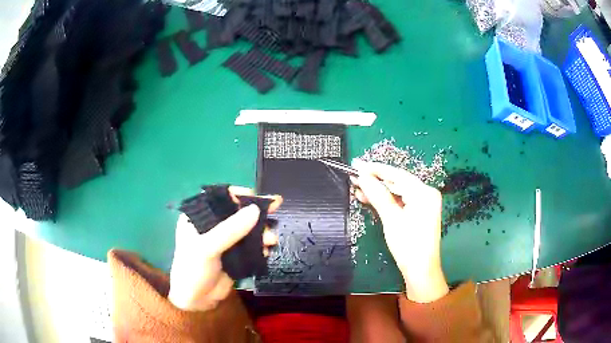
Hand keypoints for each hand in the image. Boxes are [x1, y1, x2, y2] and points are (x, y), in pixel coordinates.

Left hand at [168, 186, 281, 310]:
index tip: (256, 197)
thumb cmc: (193, 269)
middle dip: (256, 212)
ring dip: (261, 232)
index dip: (239, 194)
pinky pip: (251, 245)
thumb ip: (231, 229)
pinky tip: (267, 251)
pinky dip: (261, 246)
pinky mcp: (235, 255)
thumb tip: (255, 210)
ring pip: (247, 229)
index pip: (220, 197)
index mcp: (199, 217)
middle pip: (237, 212)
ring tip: (271, 239)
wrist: (196, 300)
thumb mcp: (207, 247)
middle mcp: (212, 225)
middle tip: (277, 207)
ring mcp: (225, 240)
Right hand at [351, 160, 448, 302]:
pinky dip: (385, 200)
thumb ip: (378, 195)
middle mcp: (426, 193)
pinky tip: (369, 198)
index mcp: (424, 192)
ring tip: (357, 187)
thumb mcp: (391, 219)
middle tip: (354, 176)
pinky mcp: (418, 212)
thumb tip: (363, 176)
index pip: (397, 175)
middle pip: (397, 182)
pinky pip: (400, 201)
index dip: (375, 169)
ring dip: (378, 191)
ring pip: (397, 191)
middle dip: (375, 180)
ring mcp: (423, 203)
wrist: (420, 270)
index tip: (356, 164)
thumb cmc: (408, 245)